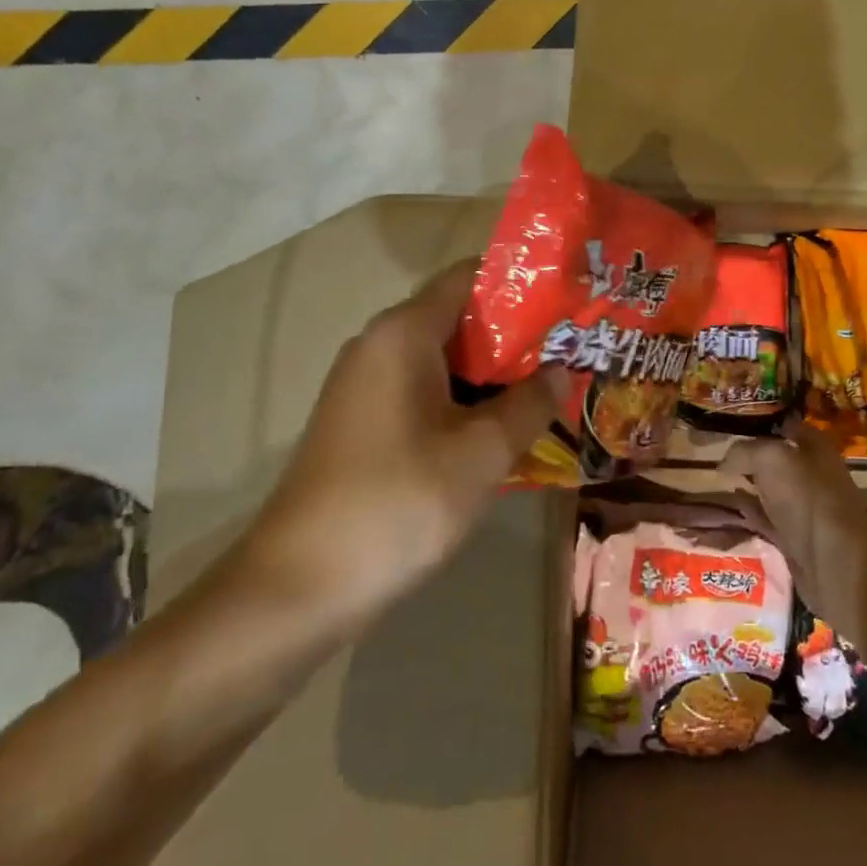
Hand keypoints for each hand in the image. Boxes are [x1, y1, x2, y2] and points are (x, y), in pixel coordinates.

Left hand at [235, 260, 559, 640]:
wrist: (296, 590)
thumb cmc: (398, 503)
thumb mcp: (481, 453)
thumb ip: (530, 404)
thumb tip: (561, 371)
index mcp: (404, 332)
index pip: (469, 276)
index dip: (521, 282)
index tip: (567, 301)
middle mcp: (380, 344)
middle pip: (459, 316)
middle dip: (516, 334)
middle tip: (570, 351)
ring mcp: (365, 384)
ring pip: (444, 358)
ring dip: (493, 372)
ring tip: (548, 388)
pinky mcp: (361, 422)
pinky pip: (424, 390)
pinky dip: (464, 399)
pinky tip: (501, 429)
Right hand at [720, 420, 866, 635]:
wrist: (834, 561)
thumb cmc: (807, 496)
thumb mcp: (770, 458)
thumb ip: (744, 451)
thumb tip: (723, 463)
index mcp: (815, 447)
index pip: (785, 425)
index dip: (761, 423)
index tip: (731, 424)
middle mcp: (813, 474)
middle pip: (778, 459)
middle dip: (752, 455)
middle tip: (720, 452)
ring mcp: (805, 508)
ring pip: (772, 489)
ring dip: (750, 484)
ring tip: (721, 478)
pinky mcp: (796, 539)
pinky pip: (769, 518)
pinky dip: (752, 511)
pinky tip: (734, 504)